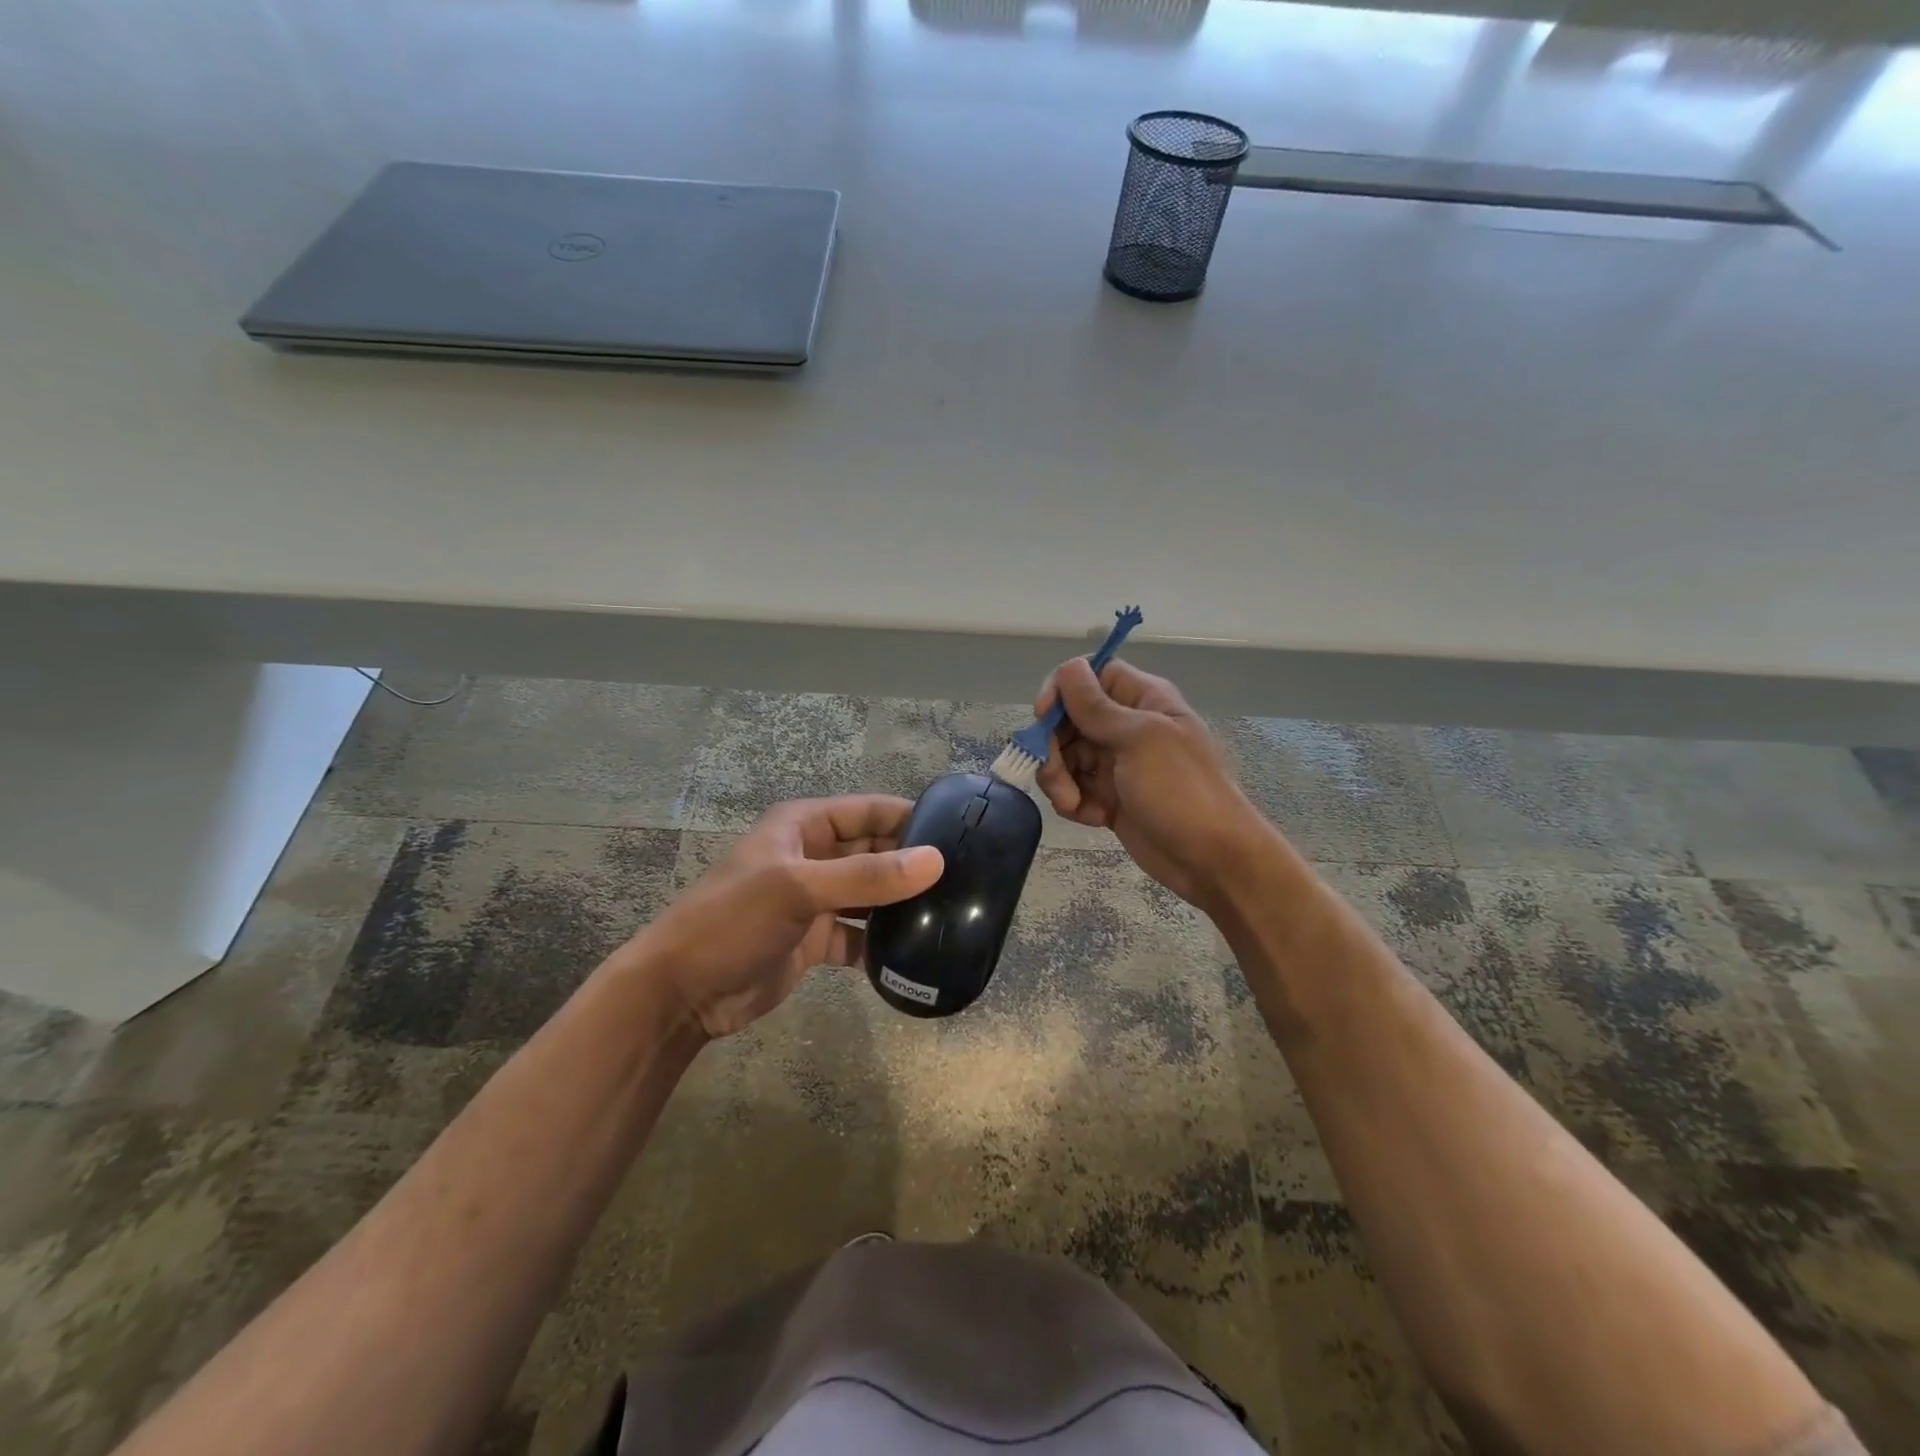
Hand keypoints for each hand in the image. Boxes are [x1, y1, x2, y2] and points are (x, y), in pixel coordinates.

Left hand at [624, 796, 942, 1037]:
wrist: (682, 993)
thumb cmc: (733, 922)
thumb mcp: (798, 889)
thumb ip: (867, 876)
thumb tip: (936, 861)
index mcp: (804, 827)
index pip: (869, 811)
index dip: (910, 818)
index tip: (960, 833)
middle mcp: (814, 857)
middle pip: (874, 852)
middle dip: (912, 864)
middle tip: (966, 881)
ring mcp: (815, 900)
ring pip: (870, 895)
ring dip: (902, 904)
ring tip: (952, 914)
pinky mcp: (815, 940)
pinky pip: (859, 935)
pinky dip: (882, 944)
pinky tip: (915, 955)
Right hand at [1035, 658, 1267, 909]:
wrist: (1212, 860)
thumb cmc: (1181, 790)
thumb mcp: (1139, 739)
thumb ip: (1096, 706)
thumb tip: (1069, 667)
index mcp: (1142, 699)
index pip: (1090, 676)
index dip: (1062, 690)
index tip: (1044, 716)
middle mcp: (1126, 726)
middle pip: (1068, 719)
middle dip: (1052, 746)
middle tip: (1054, 774)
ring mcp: (1117, 764)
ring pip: (1065, 757)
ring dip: (1058, 779)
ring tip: (1071, 803)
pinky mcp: (1109, 799)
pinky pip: (1074, 789)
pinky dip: (1073, 802)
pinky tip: (1090, 818)